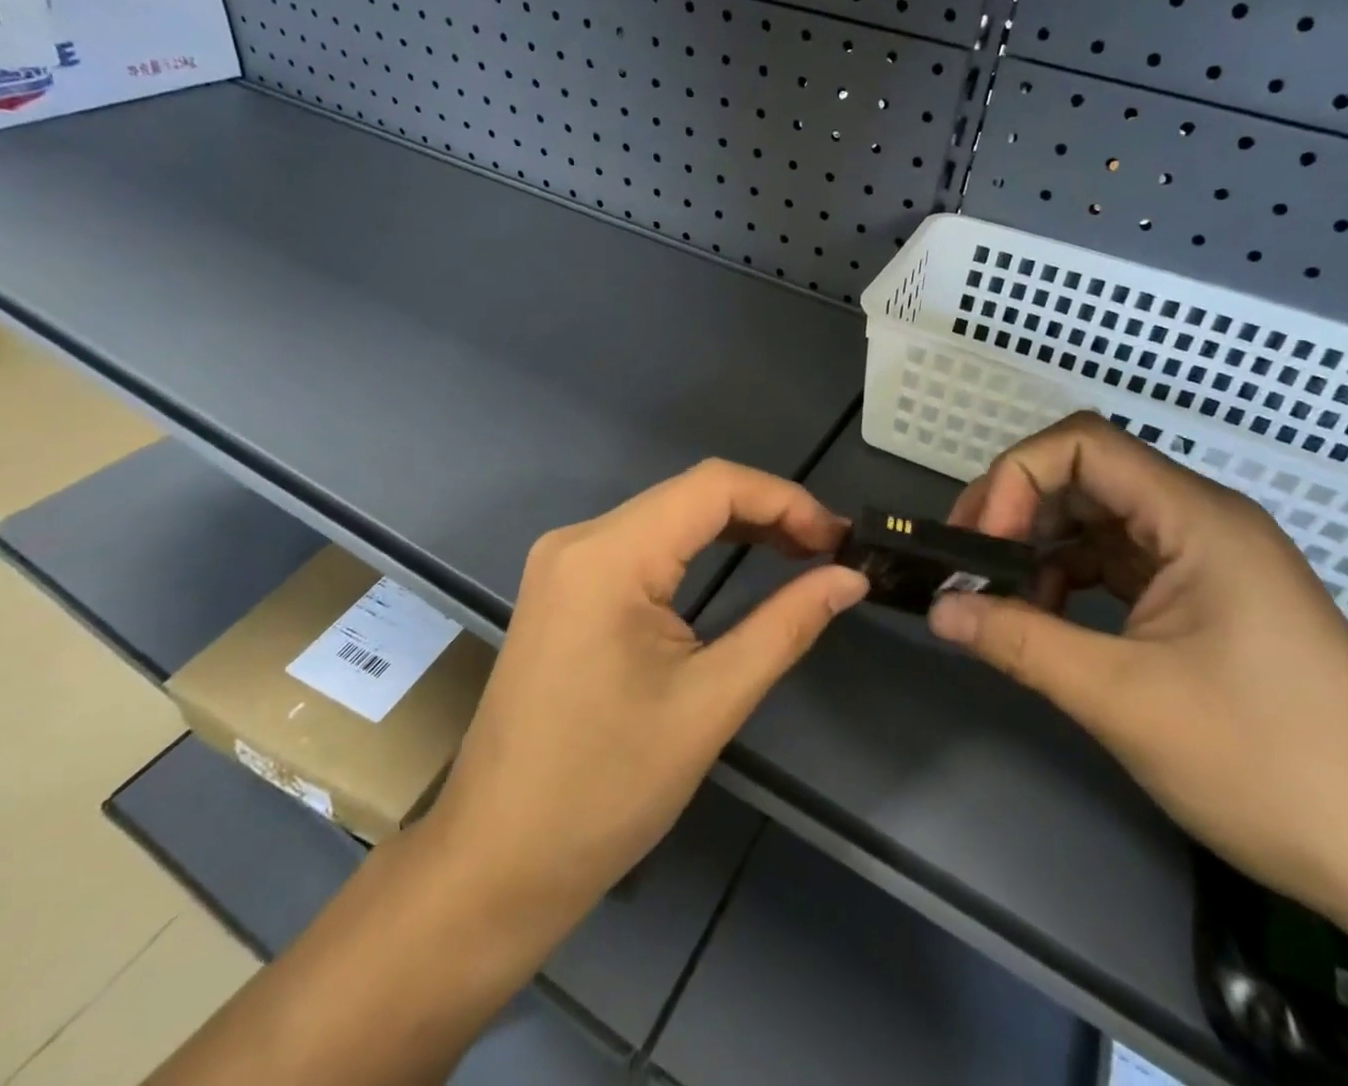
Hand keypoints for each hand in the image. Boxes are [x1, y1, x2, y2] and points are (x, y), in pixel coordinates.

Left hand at [419, 459, 867, 943]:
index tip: (837, 539)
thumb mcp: (711, 703)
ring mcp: (565, 562)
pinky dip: (698, 548)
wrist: (496, 862)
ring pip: (668, 515)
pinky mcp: (565, 587)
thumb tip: (851, 579)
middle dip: (766, 512)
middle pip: (690, 494)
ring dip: (735, 527)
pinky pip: (643, 543)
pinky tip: (738, 566)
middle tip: (827, 551)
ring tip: (798, 555)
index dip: (785, 499)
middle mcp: (580, 539)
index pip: (713, 486)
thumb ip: (786, 626)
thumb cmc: (606, 789)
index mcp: (609, 555)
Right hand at [926, 412, 1347, 917]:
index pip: (1082, 446)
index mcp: (1198, 519)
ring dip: (1041, 547)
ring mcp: (1208, 560)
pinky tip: (1046, 619)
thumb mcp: (1125, 701)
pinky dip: (1072, 579)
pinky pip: (1121, 563)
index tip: (982, 544)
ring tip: (998, 598)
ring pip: (1100, 520)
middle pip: (1087, 476)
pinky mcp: (1208, 599)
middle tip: (967, 564)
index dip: (1016, 479)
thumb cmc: (1270, 766)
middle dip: (1017, 510)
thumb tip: (938, 611)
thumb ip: (1020, 643)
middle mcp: (1204, 521)